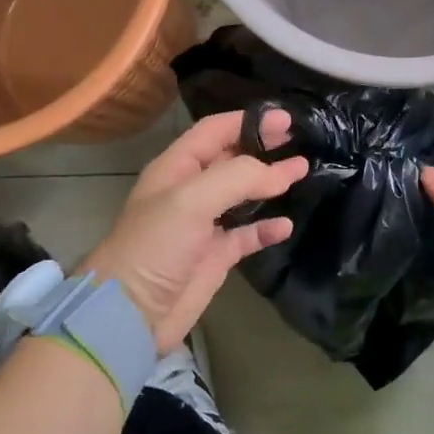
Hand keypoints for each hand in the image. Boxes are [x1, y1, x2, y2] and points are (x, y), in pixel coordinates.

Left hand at [79, 110, 308, 349]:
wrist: (131, 313)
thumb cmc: (155, 246)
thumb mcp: (190, 200)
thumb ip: (237, 177)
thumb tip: (280, 174)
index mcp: (176, 168)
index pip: (214, 131)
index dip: (248, 121)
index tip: (286, 120)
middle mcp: (190, 191)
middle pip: (231, 158)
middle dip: (262, 146)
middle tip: (298, 138)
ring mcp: (203, 225)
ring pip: (243, 195)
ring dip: (270, 183)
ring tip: (302, 171)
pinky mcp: (215, 256)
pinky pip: (247, 235)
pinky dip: (266, 228)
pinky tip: (286, 225)